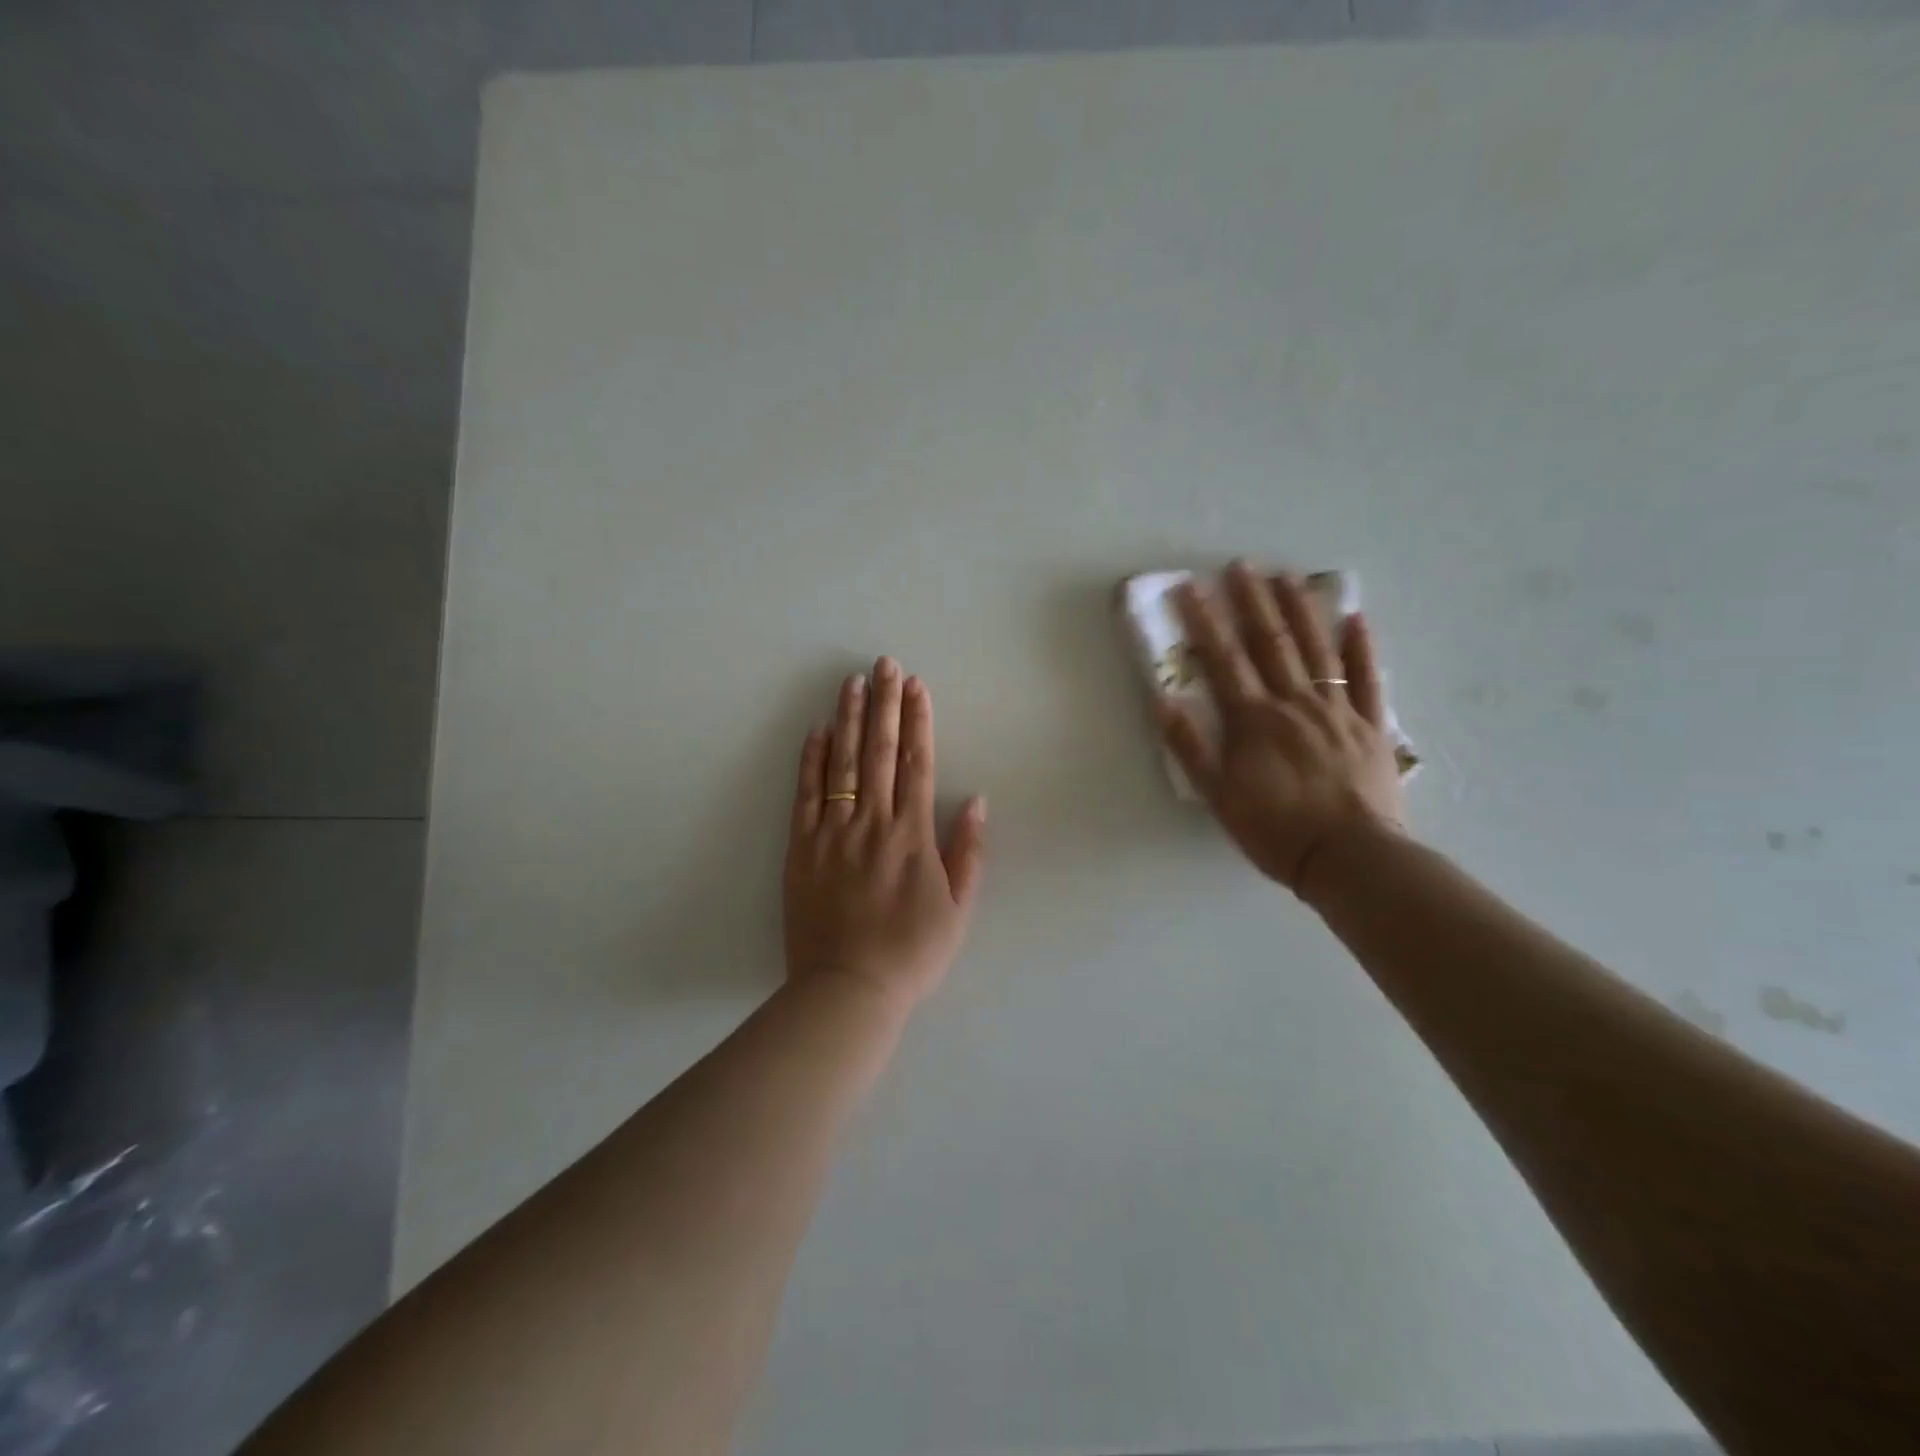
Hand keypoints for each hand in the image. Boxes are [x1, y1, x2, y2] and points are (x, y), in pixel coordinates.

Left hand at [783, 658, 985, 1009]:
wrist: (848, 990)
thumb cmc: (911, 954)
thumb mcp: (957, 909)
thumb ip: (968, 852)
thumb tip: (976, 799)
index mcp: (913, 836)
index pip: (916, 763)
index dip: (917, 721)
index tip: (917, 686)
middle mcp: (873, 823)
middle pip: (878, 752)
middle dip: (884, 704)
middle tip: (884, 664)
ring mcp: (833, 833)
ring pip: (841, 764)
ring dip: (848, 719)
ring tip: (852, 682)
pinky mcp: (801, 848)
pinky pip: (805, 795)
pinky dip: (811, 760)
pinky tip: (816, 730)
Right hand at [1158, 562, 1404, 895]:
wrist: (1349, 858)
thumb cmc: (1275, 829)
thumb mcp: (1218, 796)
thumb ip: (1191, 748)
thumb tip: (1163, 702)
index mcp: (1254, 720)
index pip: (1224, 659)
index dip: (1205, 621)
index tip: (1191, 587)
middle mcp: (1294, 703)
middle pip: (1271, 643)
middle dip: (1253, 602)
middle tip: (1242, 566)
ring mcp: (1338, 711)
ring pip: (1317, 650)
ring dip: (1300, 610)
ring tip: (1288, 577)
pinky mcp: (1371, 726)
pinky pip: (1368, 680)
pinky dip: (1362, 648)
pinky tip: (1355, 619)